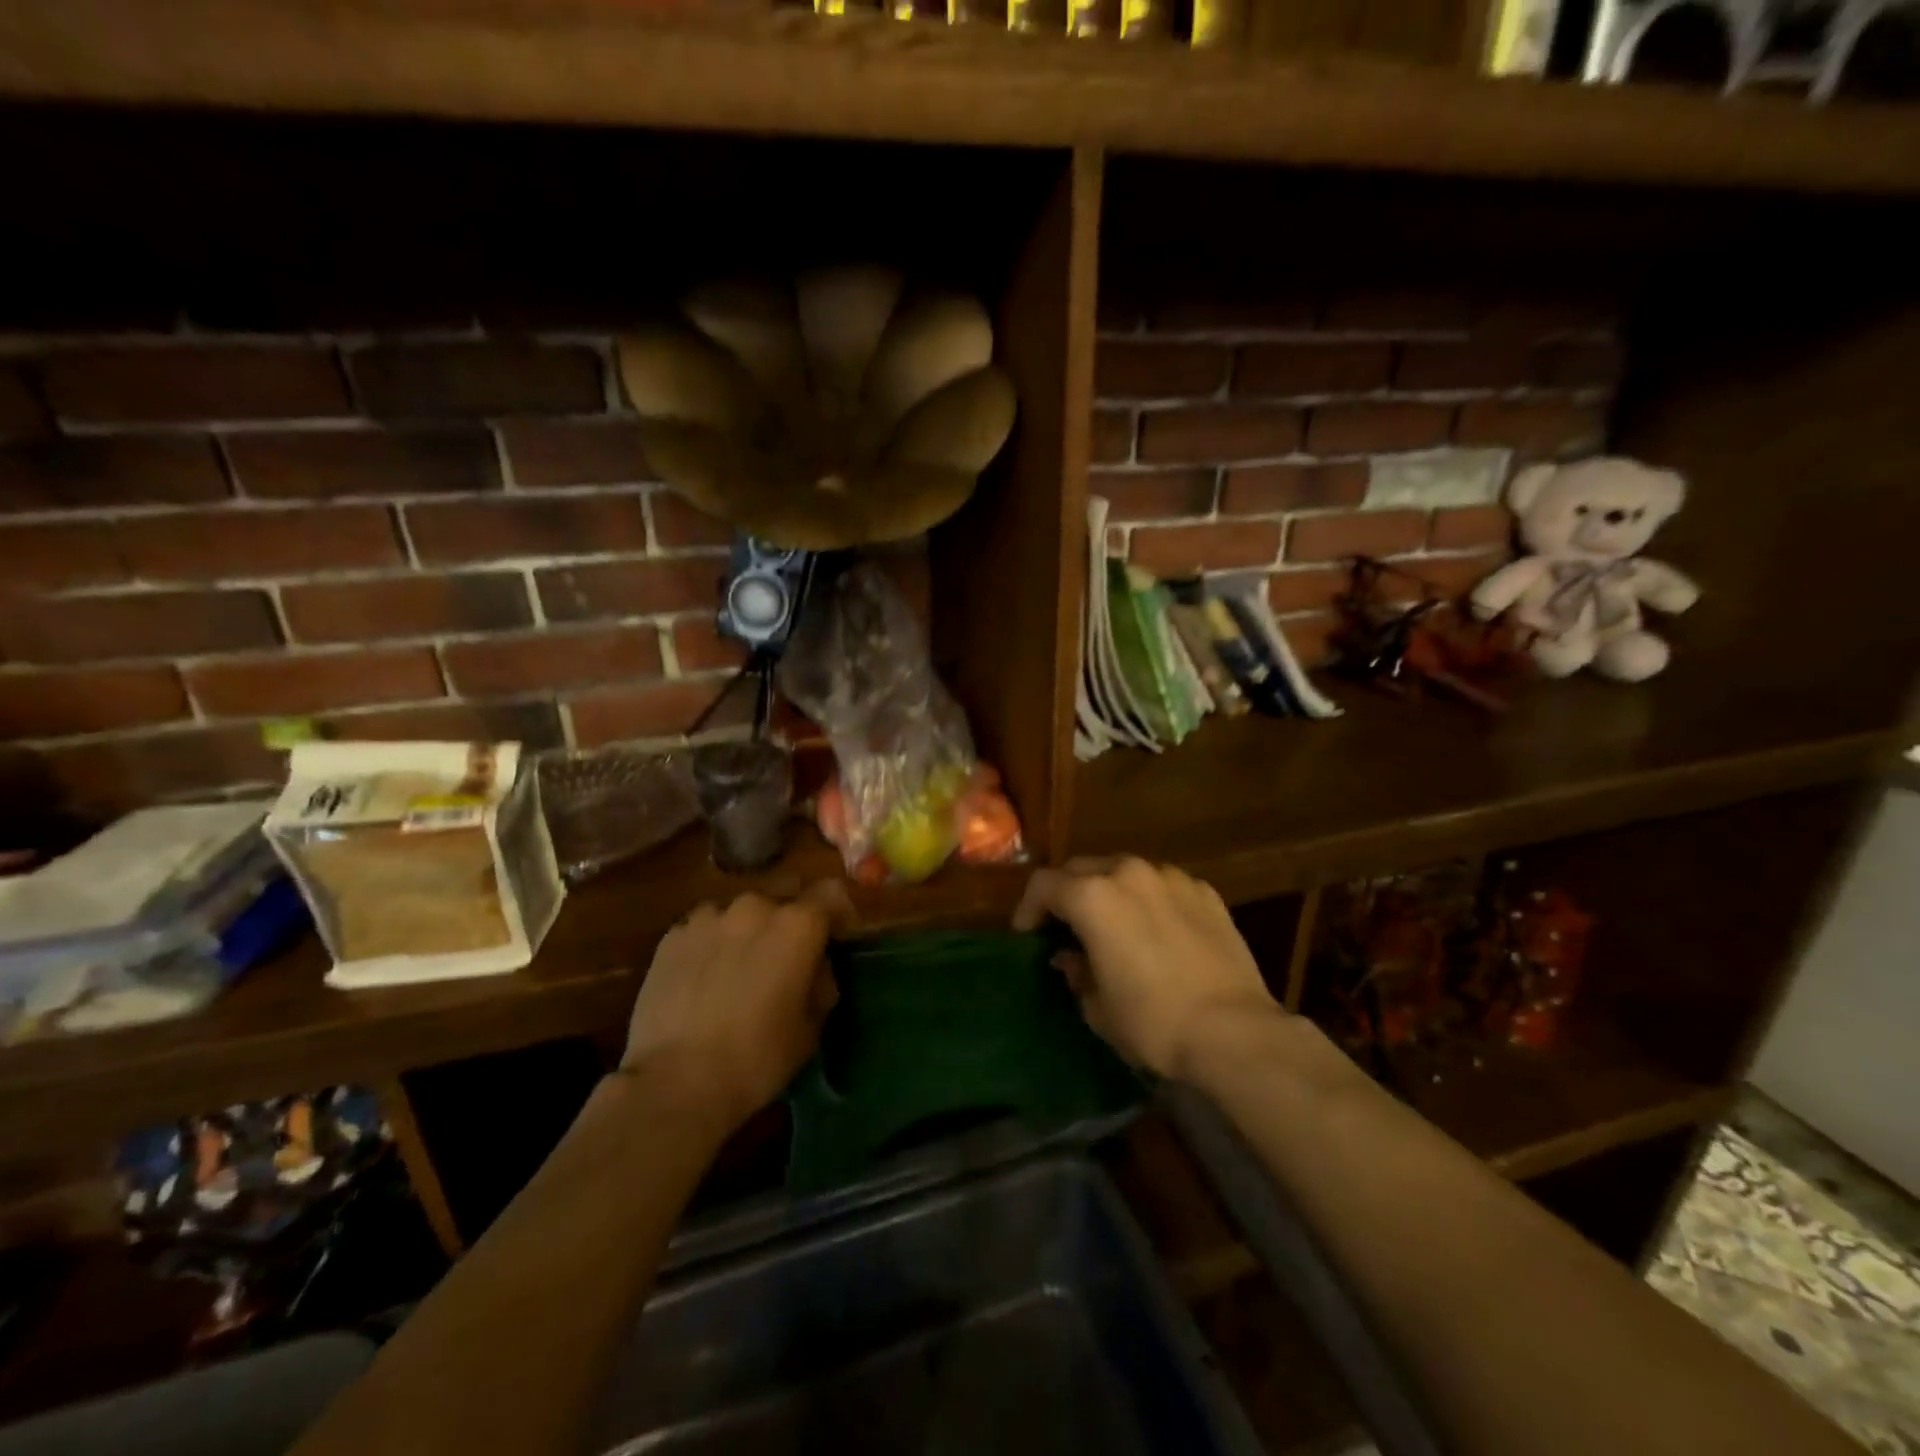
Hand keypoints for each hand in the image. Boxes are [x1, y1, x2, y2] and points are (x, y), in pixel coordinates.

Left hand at [621, 882, 848, 1132]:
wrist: (676, 1081)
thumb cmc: (758, 1057)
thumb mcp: (812, 1026)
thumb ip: (822, 982)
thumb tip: (815, 966)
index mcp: (797, 924)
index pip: (832, 893)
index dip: (840, 913)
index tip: (838, 938)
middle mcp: (755, 906)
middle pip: (784, 896)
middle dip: (791, 918)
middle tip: (786, 956)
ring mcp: (708, 917)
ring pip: (740, 911)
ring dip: (748, 929)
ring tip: (739, 967)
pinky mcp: (672, 935)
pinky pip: (704, 928)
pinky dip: (712, 943)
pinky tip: (704, 978)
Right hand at [1012, 857, 1283, 1082]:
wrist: (1234, 1031)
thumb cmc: (1153, 1021)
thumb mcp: (1098, 1007)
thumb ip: (1076, 972)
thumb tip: (1070, 957)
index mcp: (1092, 896)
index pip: (1044, 885)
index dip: (1029, 908)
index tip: (1028, 934)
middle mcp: (1129, 873)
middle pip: (1082, 868)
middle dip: (1067, 893)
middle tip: (1065, 925)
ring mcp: (1171, 878)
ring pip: (1125, 871)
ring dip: (1109, 890)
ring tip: (1113, 923)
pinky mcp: (1204, 891)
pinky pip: (1163, 885)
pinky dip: (1149, 899)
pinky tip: (1156, 929)